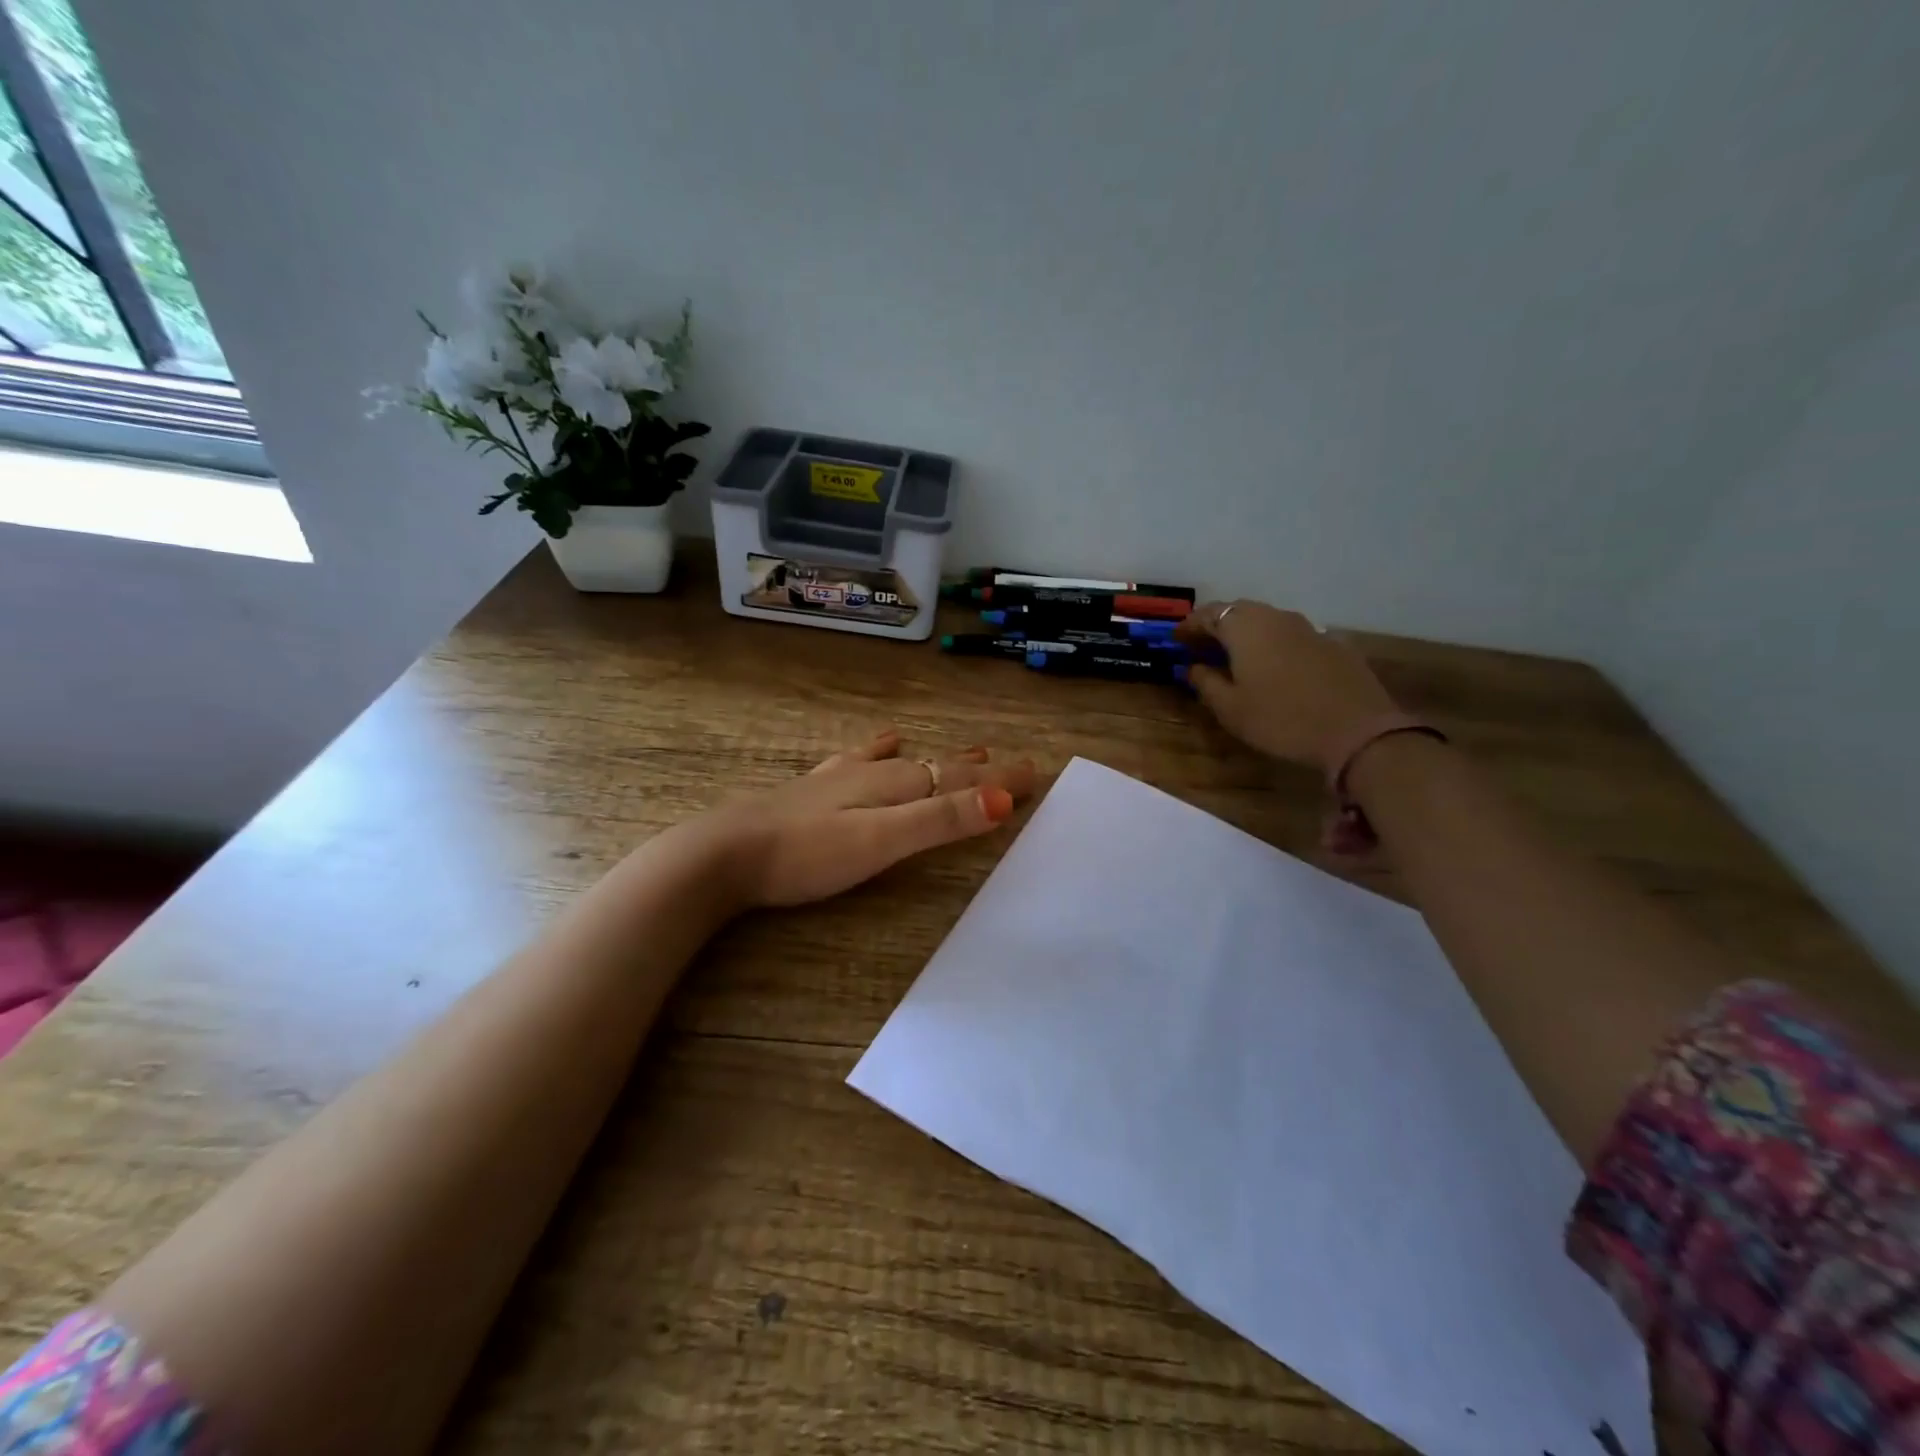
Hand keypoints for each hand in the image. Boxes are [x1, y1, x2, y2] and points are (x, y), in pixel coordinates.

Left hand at [704, 730, 1037, 907]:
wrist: (722, 854)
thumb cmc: (805, 854)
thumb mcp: (879, 842)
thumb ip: (937, 821)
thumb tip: (1001, 801)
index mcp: (891, 787)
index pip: (958, 780)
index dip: (998, 780)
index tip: (1036, 774)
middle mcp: (870, 775)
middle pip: (934, 768)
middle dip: (975, 769)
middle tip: (1008, 763)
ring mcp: (837, 781)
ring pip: (900, 762)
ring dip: (936, 759)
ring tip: (967, 750)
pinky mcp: (811, 793)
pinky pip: (856, 761)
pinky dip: (876, 750)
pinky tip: (880, 741)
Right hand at [1175, 600, 1398, 773]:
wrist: (1357, 731)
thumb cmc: (1280, 719)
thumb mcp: (1230, 708)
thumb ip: (1205, 683)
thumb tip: (1193, 667)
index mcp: (1244, 627)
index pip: (1208, 614)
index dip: (1189, 626)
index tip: (1176, 640)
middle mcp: (1275, 617)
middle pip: (1239, 612)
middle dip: (1217, 626)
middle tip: (1201, 647)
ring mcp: (1308, 628)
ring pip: (1268, 622)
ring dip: (1247, 634)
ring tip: (1235, 658)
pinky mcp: (1333, 644)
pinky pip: (1292, 636)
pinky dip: (1274, 645)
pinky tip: (1274, 668)